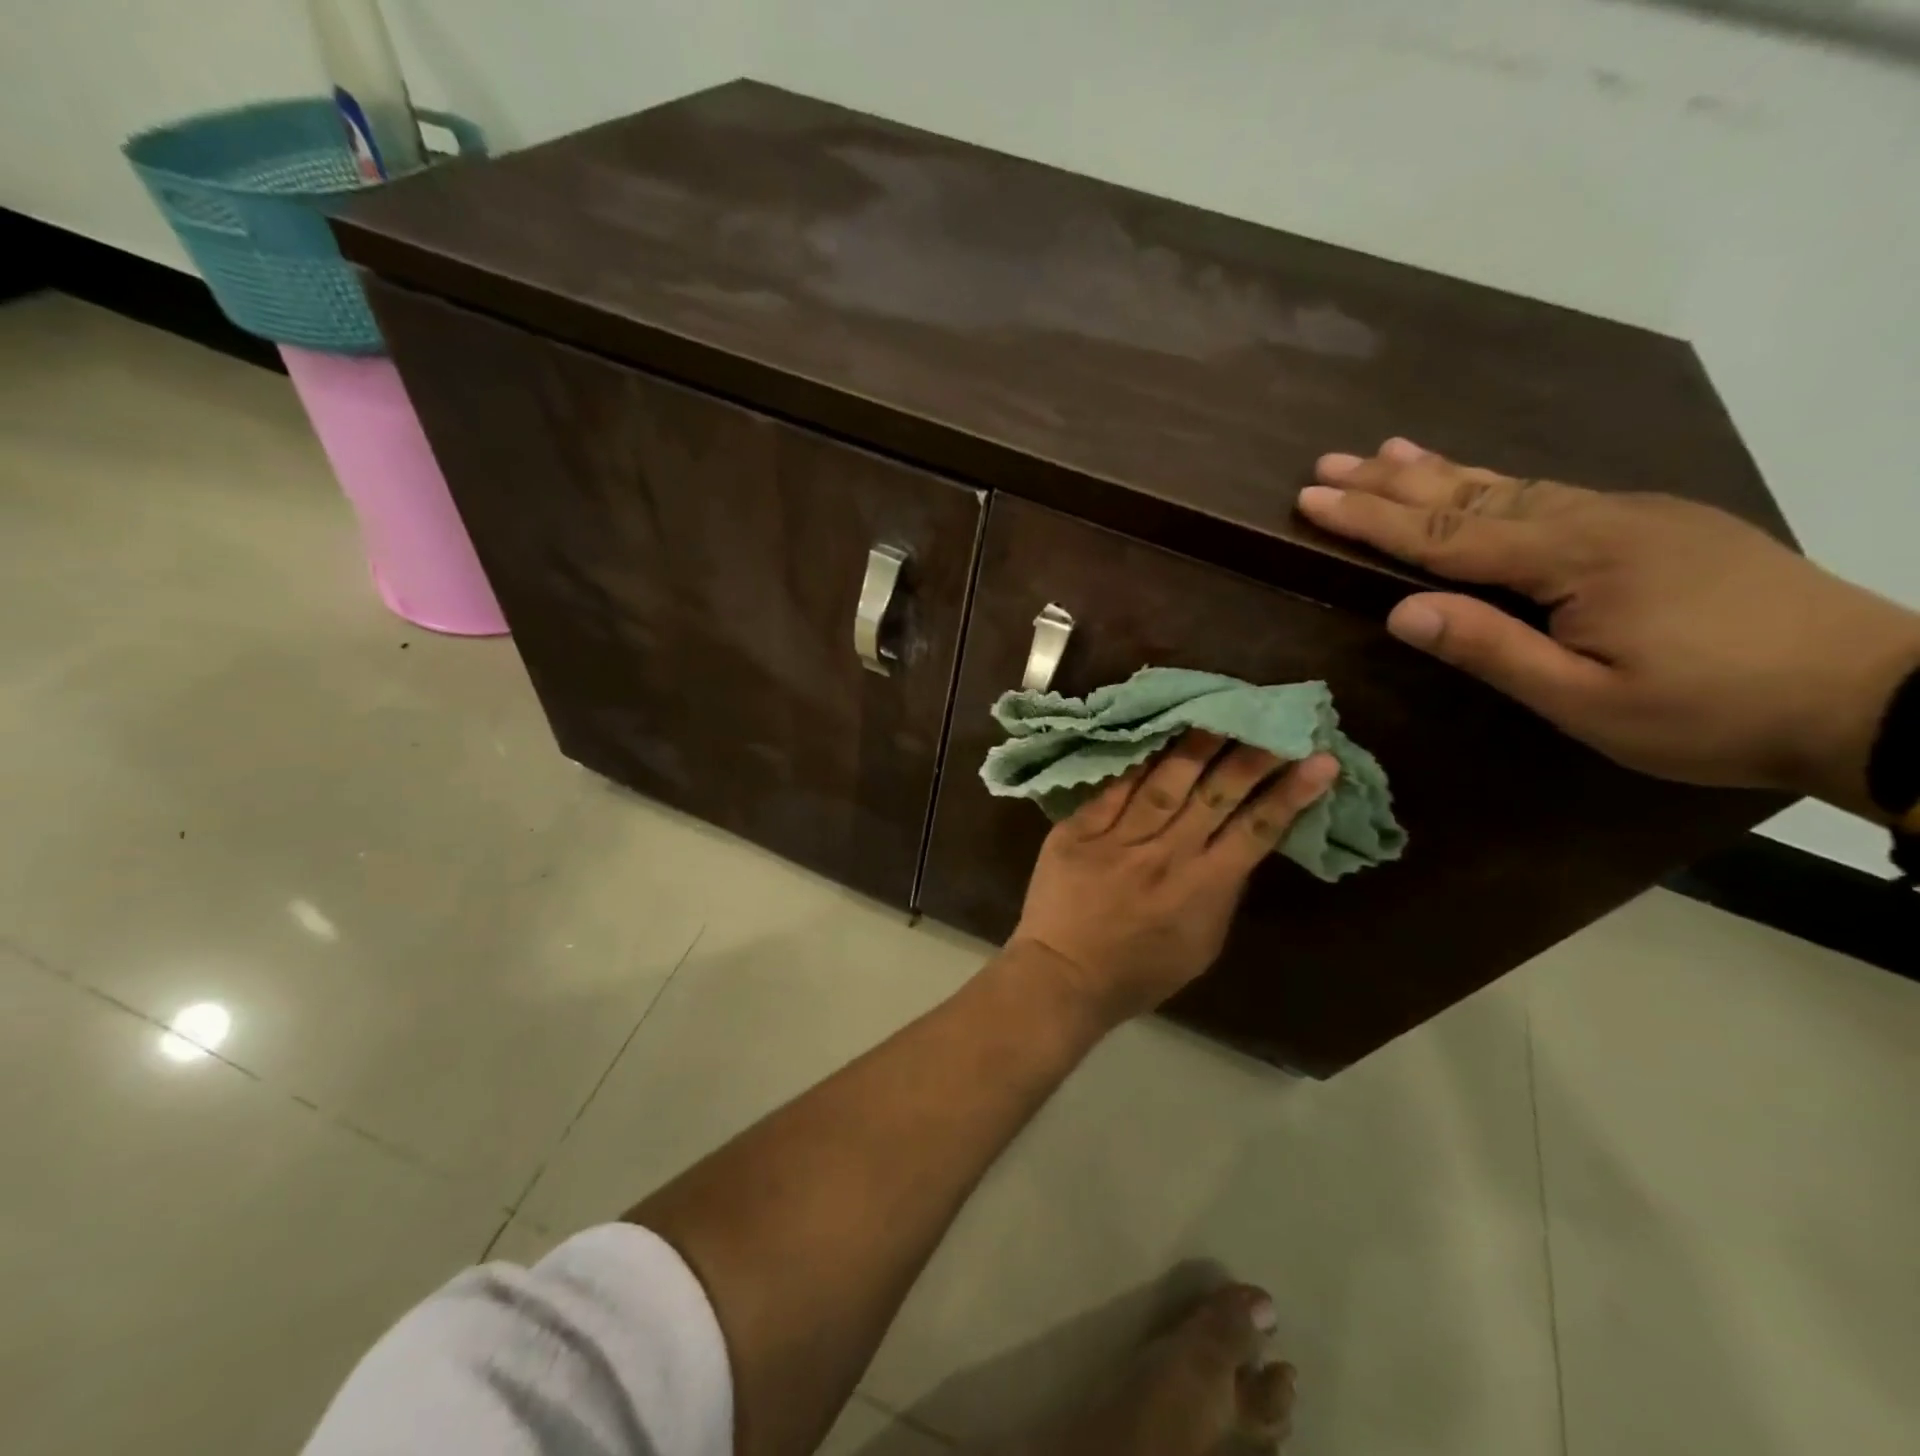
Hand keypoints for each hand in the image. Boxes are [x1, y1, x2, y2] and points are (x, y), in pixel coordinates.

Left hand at [1011, 730, 1337, 1025]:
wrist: (1063, 976)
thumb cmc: (1139, 970)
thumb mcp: (1201, 944)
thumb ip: (1222, 892)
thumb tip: (1237, 844)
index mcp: (1203, 889)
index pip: (1256, 831)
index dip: (1290, 794)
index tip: (1320, 760)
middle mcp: (1165, 856)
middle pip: (1214, 796)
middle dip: (1250, 756)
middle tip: (1273, 719)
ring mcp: (1118, 839)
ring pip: (1164, 783)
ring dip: (1194, 745)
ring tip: (1216, 711)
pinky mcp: (1078, 830)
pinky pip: (1112, 788)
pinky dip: (1135, 761)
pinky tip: (1152, 733)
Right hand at [1298, 439, 1919, 817]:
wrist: (1876, 694)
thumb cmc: (1711, 713)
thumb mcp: (1585, 701)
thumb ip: (1491, 650)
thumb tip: (1402, 611)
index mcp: (1575, 560)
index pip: (1445, 536)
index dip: (1372, 518)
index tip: (1311, 499)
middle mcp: (1597, 519)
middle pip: (1471, 496)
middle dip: (1392, 481)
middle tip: (1328, 463)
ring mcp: (1632, 515)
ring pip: (1512, 486)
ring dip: (1440, 471)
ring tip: (1385, 451)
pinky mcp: (1658, 524)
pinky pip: (1552, 493)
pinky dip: (1496, 482)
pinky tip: (1480, 481)